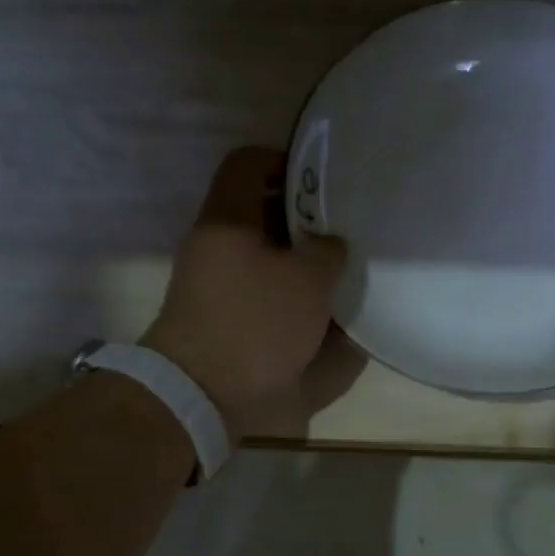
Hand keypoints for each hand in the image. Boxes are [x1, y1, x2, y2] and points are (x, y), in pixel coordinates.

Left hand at [143, 147, 351, 437]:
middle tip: (348, 228)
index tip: (325, 179)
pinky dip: (297, 299)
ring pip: (270, 259)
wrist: (206, 396)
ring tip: (347, 271)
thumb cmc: (256, 324)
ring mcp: (221, 288)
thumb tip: (331, 245)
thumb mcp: (307, 280)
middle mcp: (219, 248)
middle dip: (307, 219)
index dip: (286, 160)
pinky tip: (330, 311)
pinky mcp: (231, 324)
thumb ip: (327, 252)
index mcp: (228, 221)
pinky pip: (270, 297)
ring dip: (305, 263)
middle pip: (263, 215)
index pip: (249, 163)